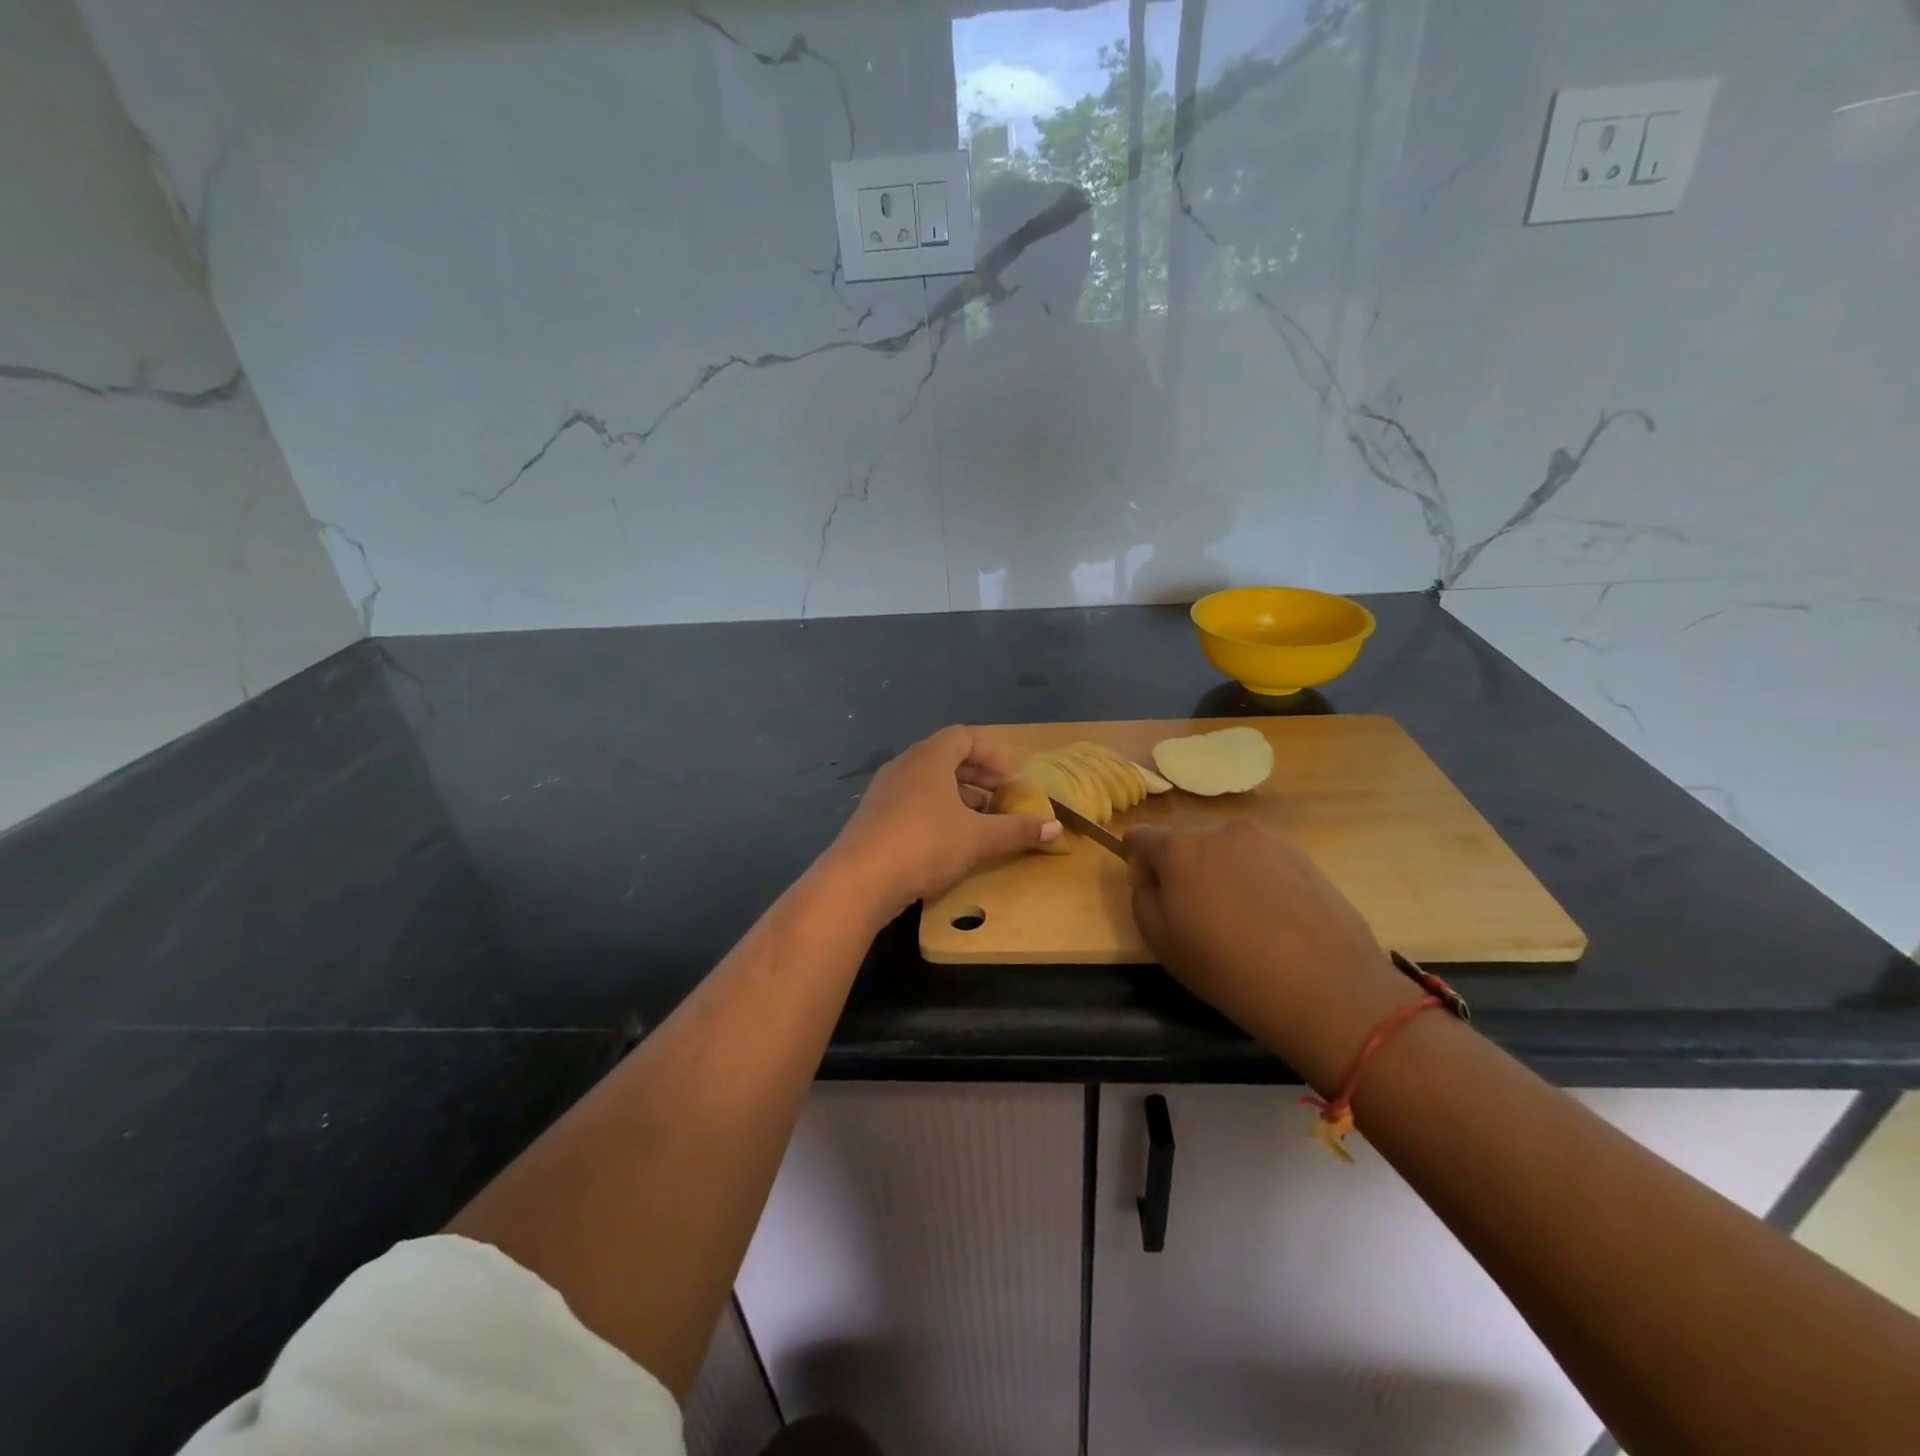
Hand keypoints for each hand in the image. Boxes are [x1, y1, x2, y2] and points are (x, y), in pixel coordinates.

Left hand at [827, 726, 1060, 915]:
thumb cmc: (925, 844)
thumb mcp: (978, 838)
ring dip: (957, 796)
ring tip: (979, 822)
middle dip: (978, 777)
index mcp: (929, 757)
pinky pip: (911, 802)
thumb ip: (1017, 830)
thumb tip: (1056, 828)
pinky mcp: (873, 817)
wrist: (859, 880)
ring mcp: (884, 791)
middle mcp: (904, 765)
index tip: (1012, 781)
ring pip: (928, 782)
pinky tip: (947, 841)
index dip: (992, 755)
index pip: (964, 737)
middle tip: (1001, 800)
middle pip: (946, 758)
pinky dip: (935, 811)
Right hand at [1125, 821, 1419, 1090]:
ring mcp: (1269, 841)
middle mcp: (1223, 832)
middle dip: (1185, 870)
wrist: (1325, 988)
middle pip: (1188, 844)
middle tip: (1200, 916)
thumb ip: (1143, 897)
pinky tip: (1275, 923)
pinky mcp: (1305, 858)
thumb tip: (1152, 877)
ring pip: (1229, 853)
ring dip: (1225, 875)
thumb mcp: (1161, 941)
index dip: (1136, 861)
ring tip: (1245, 923)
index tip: (1150, 891)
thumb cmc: (1227, 968)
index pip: (1141, 836)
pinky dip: (1260, 884)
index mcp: (1181, 848)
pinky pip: (1264, 864)